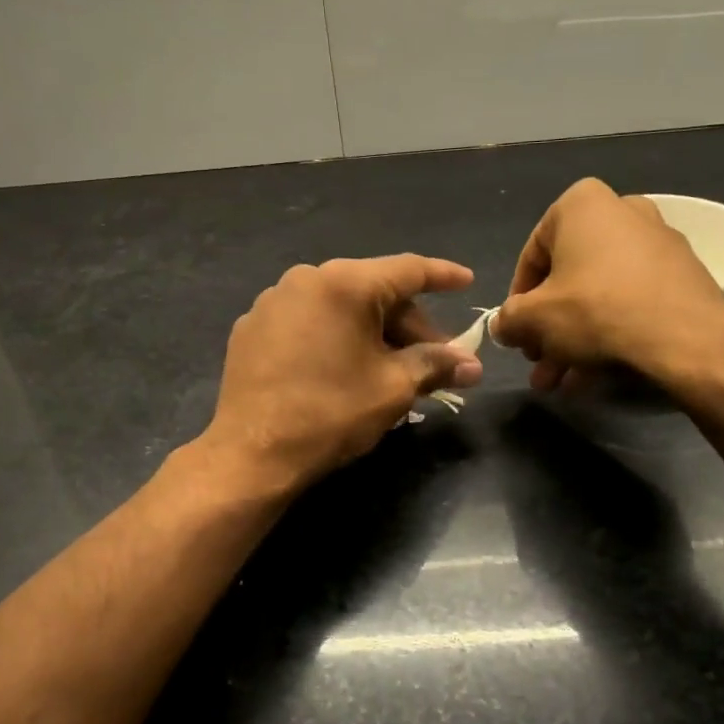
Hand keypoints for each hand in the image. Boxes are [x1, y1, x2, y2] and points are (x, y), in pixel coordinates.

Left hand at [202, 255, 483, 493]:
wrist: (252, 453)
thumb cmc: (332, 413)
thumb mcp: (394, 387)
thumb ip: (436, 365)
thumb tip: (471, 365)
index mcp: (345, 283)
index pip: (408, 270)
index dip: (443, 276)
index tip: (467, 281)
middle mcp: (306, 279)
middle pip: (373, 290)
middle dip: (409, 323)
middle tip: (434, 358)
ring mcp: (273, 301)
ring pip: (340, 306)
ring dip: (373, 331)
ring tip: (390, 369)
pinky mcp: (252, 327)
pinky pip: (309, 320)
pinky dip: (335, 336)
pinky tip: (343, 368)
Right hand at [492, 178, 723, 390]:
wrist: (684, 337)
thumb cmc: (595, 310)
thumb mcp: (533, 318)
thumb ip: (508, 319)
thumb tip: (503, 326)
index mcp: (582, 204)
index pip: (532, 255)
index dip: (518, 300)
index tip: (516, 333)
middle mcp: (622, 212)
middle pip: (568, 278)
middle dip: (548, 327)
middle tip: (537, 362)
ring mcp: (657, 244)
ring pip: (598, 295)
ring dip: (573, 339)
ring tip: (559, 382)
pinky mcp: (681, 277)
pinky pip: (630, 303)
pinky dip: (608, 334)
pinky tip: (591, 376)